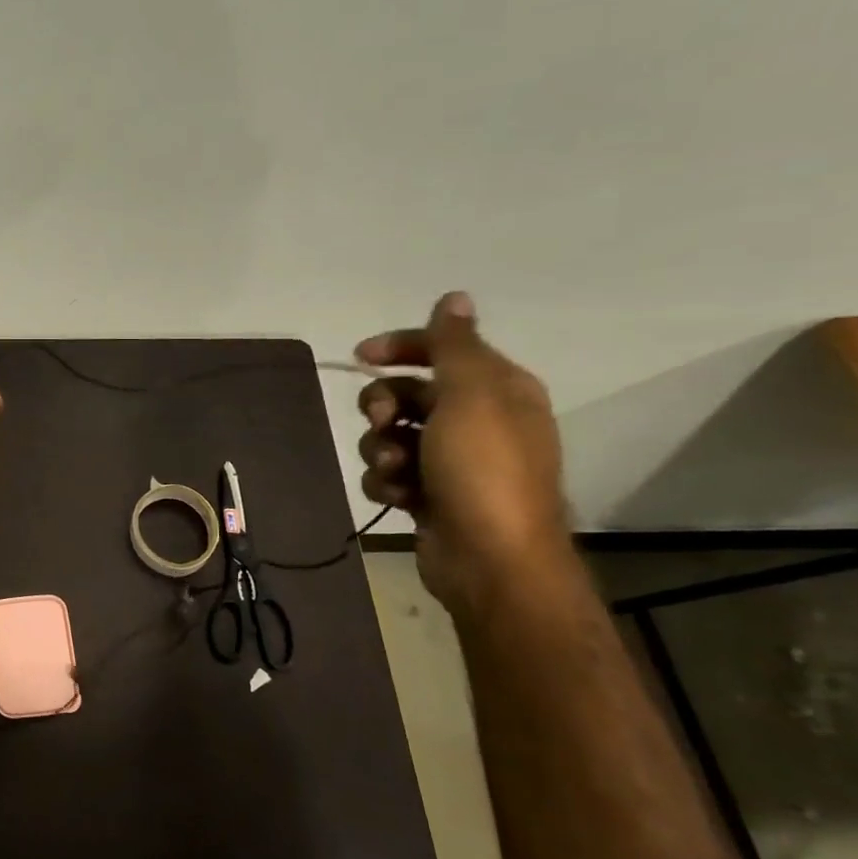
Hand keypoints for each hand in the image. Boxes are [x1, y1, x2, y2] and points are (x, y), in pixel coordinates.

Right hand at [354, 292, 569, 612]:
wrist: (490, 561)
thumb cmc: (483, 470)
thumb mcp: (471, 395)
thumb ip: (455, 345)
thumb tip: (454, 297)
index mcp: (497, 389)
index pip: (442, 350)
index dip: (400, 347)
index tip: (360, 356)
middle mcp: (476, 420)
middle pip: (408, 392)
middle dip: (384, 405)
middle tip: (381, 422)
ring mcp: (451, 461)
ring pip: (391, 435)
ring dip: (382, 449)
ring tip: (396, 471)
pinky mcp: (430, 495)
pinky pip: (390, 473)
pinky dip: (387, 482)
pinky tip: (399, 496)